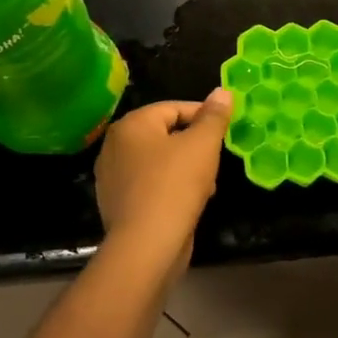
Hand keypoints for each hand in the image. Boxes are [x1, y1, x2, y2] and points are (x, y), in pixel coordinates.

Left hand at [93, 89, 231, 279]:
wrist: (146, 246)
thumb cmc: (175, 185)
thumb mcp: (203, 144)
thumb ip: (214, 116)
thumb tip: (222, 91)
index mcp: (131, 124)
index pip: (174, 108)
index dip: (204, 116)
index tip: (225, 130)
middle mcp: (115, 146)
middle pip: (166, 134)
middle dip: (195, 146)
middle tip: (216, 160)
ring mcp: (112, 177)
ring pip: (159, 162)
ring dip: (186, 168)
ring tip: (207, 185)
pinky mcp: (118, 204)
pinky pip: (150, 185)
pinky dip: (170, 188)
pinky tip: (189, 203)